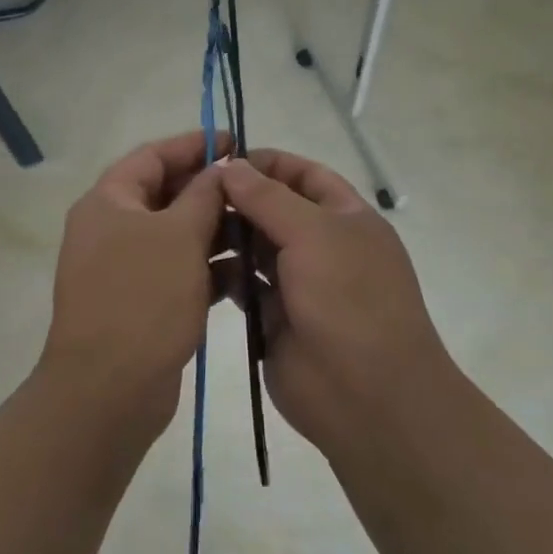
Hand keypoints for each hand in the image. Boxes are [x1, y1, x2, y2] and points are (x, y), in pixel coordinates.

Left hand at [40, 131, 227, 433]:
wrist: (109, 389)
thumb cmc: (143, 299)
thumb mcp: (179, 236)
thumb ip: (203, 195)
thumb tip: (220, 168)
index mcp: (108, 202)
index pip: (152, 156)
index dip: (193, 144)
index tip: (235, 142)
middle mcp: (110, 228)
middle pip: (164, 194)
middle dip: (208, 190)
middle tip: (253, 188)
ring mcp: (123, 267)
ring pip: (174, 235)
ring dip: (213, 230)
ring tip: (258, 229)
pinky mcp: (140, 301)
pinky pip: (176, 270)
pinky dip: (206, 268)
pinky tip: (243, 273)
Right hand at [220, 150, 454, 455]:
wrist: (366, 395)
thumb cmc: (348, 299)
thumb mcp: (313, 234)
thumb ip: (268, 197)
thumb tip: (231, 165)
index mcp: (346, 218)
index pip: (305, 175)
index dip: (268, 163)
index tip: (222, 159)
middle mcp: (323, 246)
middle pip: (275, 210)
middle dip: (238, 199)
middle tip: (190, 194)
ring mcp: (299, 283)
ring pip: (255, 248)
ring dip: (226, 236)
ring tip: (186, 229)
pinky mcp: (273, 317)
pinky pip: (243, 286)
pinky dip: (223, 274)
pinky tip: (193, 266)